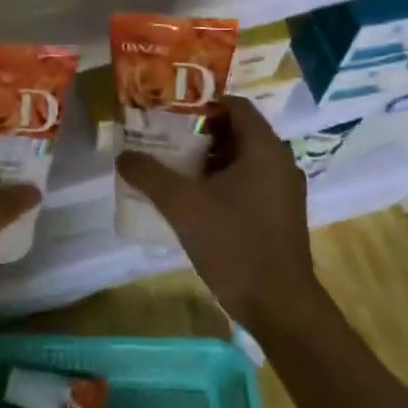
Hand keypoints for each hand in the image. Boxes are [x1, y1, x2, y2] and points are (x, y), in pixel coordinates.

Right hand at [117, 96, 324, 333]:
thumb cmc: (234, 244)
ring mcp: (284, 189)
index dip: (203, 103)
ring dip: (210, 159)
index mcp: (264, 148)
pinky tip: (196, 199)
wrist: (278, 304)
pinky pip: (251, 181)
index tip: (170, 113)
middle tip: (165, 139)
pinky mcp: (282, 213)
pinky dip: (224, 181)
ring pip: (244, 159)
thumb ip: (150, 176)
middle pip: (238, 131)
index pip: (236, 105)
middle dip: (201, 132)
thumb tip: (123, 156)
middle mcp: (280, 161)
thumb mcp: (183, 206)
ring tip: (174, 167)